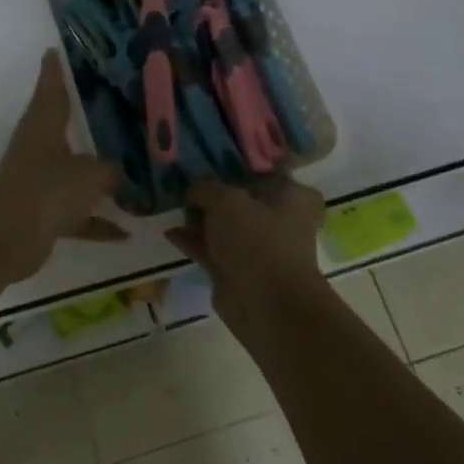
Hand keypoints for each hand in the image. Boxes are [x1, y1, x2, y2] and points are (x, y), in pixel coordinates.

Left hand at [0, 52, 126, 284]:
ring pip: (70, 174)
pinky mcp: (40, 214)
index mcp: (43, 127)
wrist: (9, 238)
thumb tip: (117, 173)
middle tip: (105, 106)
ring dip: (94, 180)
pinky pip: (74, 214)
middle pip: (59, 128)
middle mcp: (37, 150)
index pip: (50, 90)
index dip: (54, 71)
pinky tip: (124, 233)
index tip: (54, 51)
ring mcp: (37, 183)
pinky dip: (95, 222)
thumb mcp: (91, 175)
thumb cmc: (49, 190)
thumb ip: (109, 171)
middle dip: (79, 120)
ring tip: (127, 178)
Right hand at [168, 178, 328, 336]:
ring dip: (200, 217)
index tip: (207, 159)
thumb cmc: (257, 241)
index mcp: (293, 196)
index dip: (235, 165)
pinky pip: (211, 248)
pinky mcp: (238, 271)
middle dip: (213, 193)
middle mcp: (280, 220)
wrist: (266, 305)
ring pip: (224, 225)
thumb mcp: (226, 200)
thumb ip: (206, 188)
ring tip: (172, 203)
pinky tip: (170, 231)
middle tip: (184, 179)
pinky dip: (193, 240)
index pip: (263, 171)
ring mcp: (258, 247)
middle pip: (241, 198)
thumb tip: (194, 191)